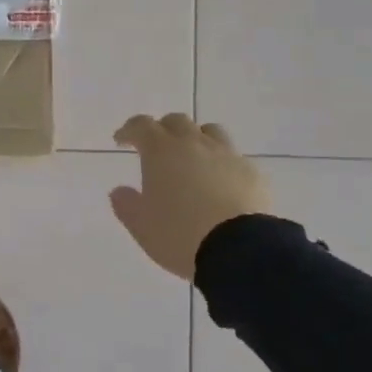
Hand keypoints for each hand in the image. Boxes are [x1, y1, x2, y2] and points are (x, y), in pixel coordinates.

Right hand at [110, 114, 272, 280]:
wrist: (239, 249)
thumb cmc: (179, 233)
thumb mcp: (141, 225)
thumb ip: (126, 204)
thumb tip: (119, 191)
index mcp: (161, 151)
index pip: (141, 125)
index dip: (129, 130)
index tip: (122, 141)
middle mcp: (194, 144)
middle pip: (177, 121)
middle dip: (162, 130)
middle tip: (155, 148)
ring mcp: (227, 156)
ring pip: (210, 132)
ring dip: (196, 139)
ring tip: (191, 159)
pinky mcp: (252, 173)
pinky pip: (233, 157)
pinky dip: (221, 163)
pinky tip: (220, 183)